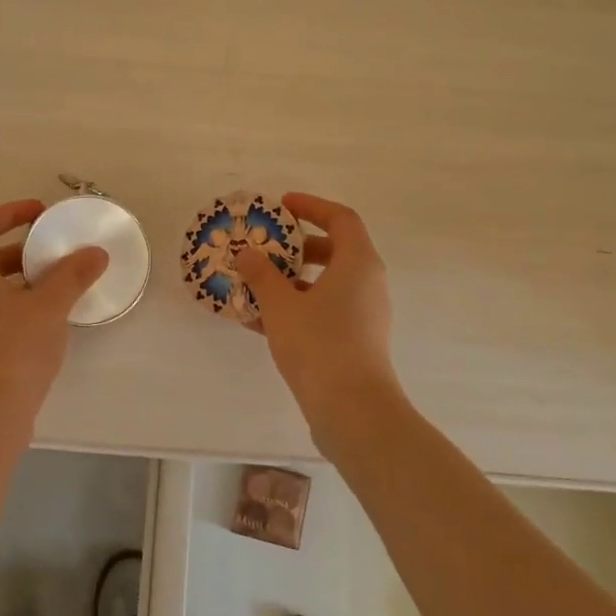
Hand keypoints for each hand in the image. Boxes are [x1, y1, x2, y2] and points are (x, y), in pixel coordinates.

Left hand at [0, 199, 107, 423]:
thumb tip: (95, 253)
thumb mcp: (49, 306)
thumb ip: (72, 275)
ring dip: (22, 276)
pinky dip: (17, 300)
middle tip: (55, 247)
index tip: (42, 213)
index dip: (11, 212)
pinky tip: (48, 313)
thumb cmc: (13, 349)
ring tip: (58, 279)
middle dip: (22, 247)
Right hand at [234, 193, 398, 422]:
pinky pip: (326, 311)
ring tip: (257, 285)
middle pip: (335, 250)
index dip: (311, 206)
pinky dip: (299, 307)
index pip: (341, 218)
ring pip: (329, 284)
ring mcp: (366, 314)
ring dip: (294, 280)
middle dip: (298, 246)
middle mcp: (368, 283)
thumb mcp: (281, 304)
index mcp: (358, 262)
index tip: (281, 206)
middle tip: (267, 247)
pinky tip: (262, 321)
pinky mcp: (358, 341)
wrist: (352, 409)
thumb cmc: (319, 344)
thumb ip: (262, 275)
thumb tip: (247, 254)